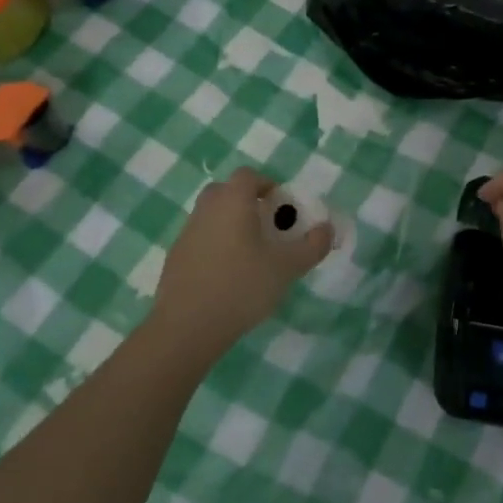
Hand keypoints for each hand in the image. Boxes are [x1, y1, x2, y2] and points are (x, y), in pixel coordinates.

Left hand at [150, 168, 333, 360]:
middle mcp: (206, 210)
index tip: (282, 206)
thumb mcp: (287, 267)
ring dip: (231, 225)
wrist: (187, 326)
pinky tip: (228, 276)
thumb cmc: (242, 286)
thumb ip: (312, 246)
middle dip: (247, 203)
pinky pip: (201, 240)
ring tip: (251, 254)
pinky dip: (216, 247)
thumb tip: (327, 229)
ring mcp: (186, 233)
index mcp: (232, 202)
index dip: (267, 185)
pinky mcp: (175, 258)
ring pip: (212, 216)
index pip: (248, 176)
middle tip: (267, 227)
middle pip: (226, 192)